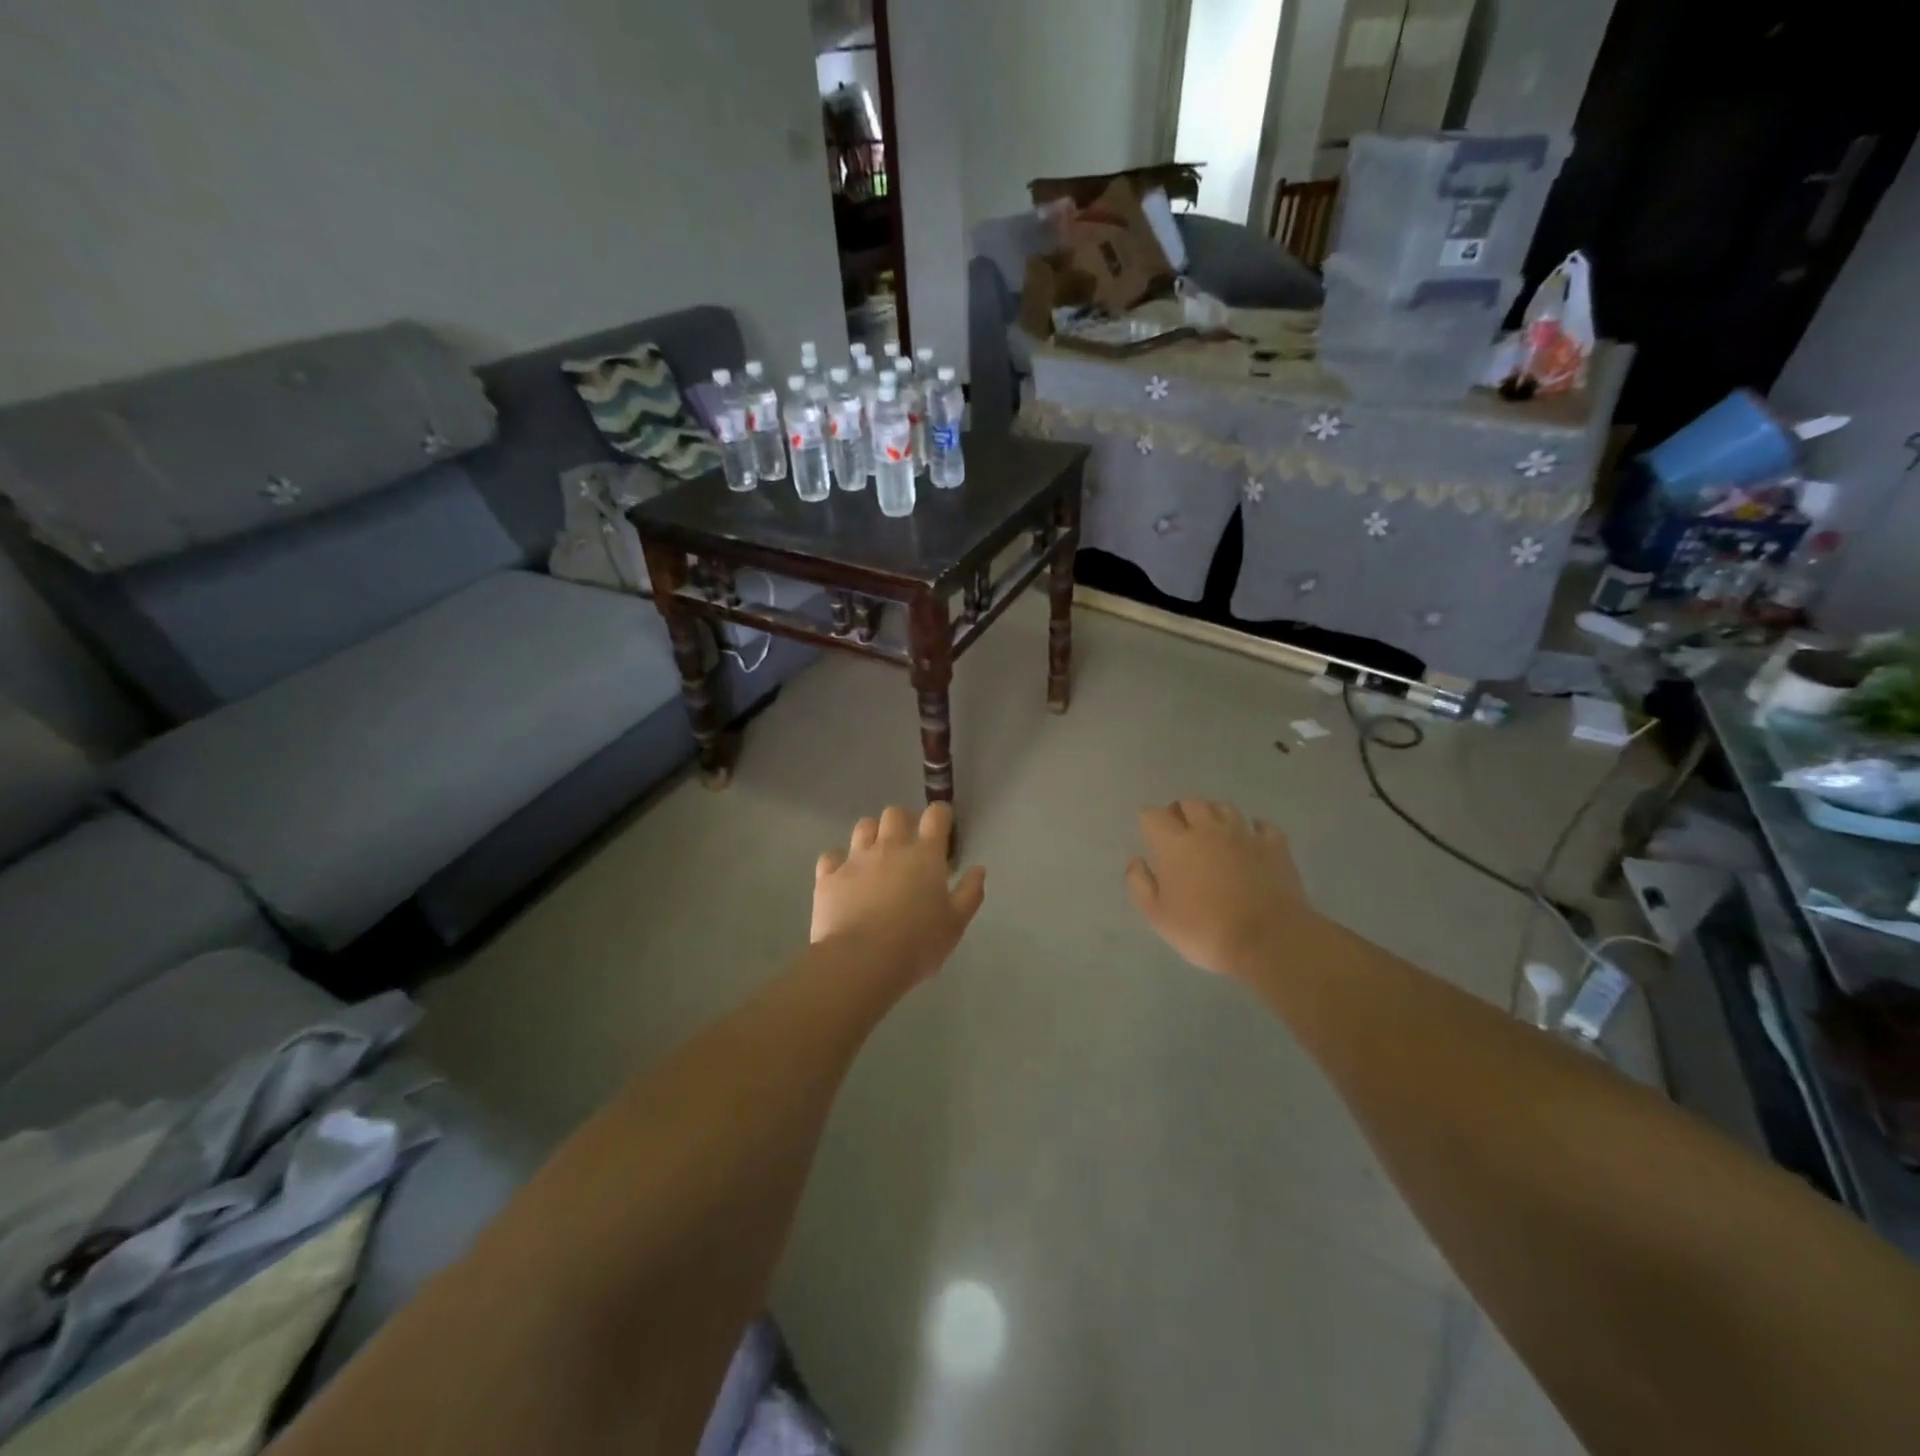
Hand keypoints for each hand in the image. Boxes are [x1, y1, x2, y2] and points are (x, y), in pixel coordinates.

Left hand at [813, 803, 985, 984]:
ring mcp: (856, 859)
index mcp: (925, 855)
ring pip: (863, 826)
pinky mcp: (829, 876)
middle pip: (895, 813)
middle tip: (907, 842)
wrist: (861, 961)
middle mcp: (890, 847)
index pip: (936, 816)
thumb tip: (977, 869)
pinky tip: (844, 877)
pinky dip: (838, 862)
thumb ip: (969, 893)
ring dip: (872, 834)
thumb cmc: (917, 944)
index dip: (940, 815)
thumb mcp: (955, 924)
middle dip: (903, 821)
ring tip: (875, 854)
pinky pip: (831, 856)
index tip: (942, 825)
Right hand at [1126, 799, 1310, 978]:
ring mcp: (1243, 834)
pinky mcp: (1274, 845)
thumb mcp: (1158, 916)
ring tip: (1211, 831)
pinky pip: (1262, 825)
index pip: (1153, 815)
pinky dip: (1253, 828)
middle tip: (1178, 831)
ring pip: (1224, 808)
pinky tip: (1251, 838)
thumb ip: (1140, 884)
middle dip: (1179, 812)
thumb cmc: (1205, 930)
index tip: (1148, 834)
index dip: (1148, 820)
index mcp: (1175, 843)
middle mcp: (1207, 829)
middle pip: (1189, 803)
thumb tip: (1136, 860)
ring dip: (1213, 814)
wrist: (1268, 940)